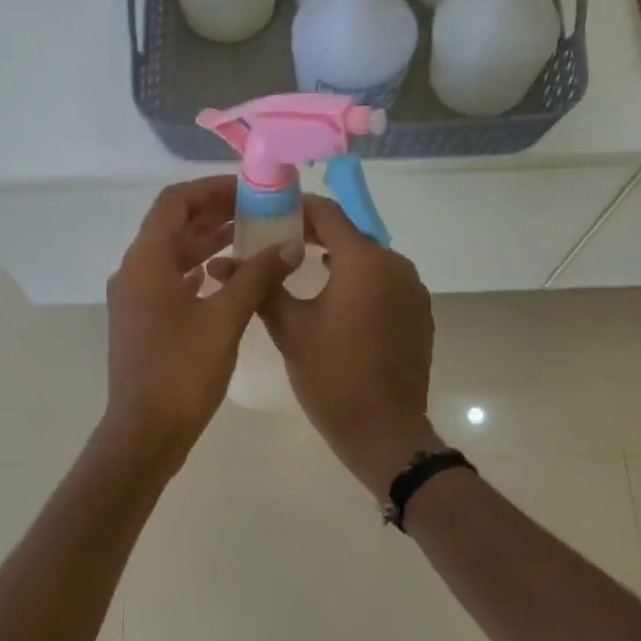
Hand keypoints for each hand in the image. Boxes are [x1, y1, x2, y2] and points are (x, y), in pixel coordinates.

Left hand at [102, 177, 302, 463]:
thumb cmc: (182, 371)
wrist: (145, 431)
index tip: (247, 189)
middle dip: (214, 214)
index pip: (174, 202)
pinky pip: (171, 281)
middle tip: (258, 211)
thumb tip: (290, 245)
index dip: (209, 189)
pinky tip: (227, 276)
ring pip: (173, 255)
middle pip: (173, 226)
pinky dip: (199, 271)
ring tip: (251, 238)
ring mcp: (135, 299)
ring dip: (208, 243)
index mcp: (146, 261)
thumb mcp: (225, 318)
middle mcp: (134, 272)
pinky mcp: (143, 322)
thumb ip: (257, 276)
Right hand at [259, 195, 443, 496]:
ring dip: (337, 259)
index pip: (327, 213)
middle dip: (313, 235)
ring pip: (368, 260)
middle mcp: (396, 265)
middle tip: (276, 244)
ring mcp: (413, 289)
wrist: (384, 431)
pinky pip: (385, 283)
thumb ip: (261, 287)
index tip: (267, 214)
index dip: (295, 209)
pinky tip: (335, 301)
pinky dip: (359, 282)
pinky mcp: (419, 312)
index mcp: (365, 262)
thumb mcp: (290, 329)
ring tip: (301, 271)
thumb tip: (221, 263)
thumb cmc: (332, 377)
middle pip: (349, 235)